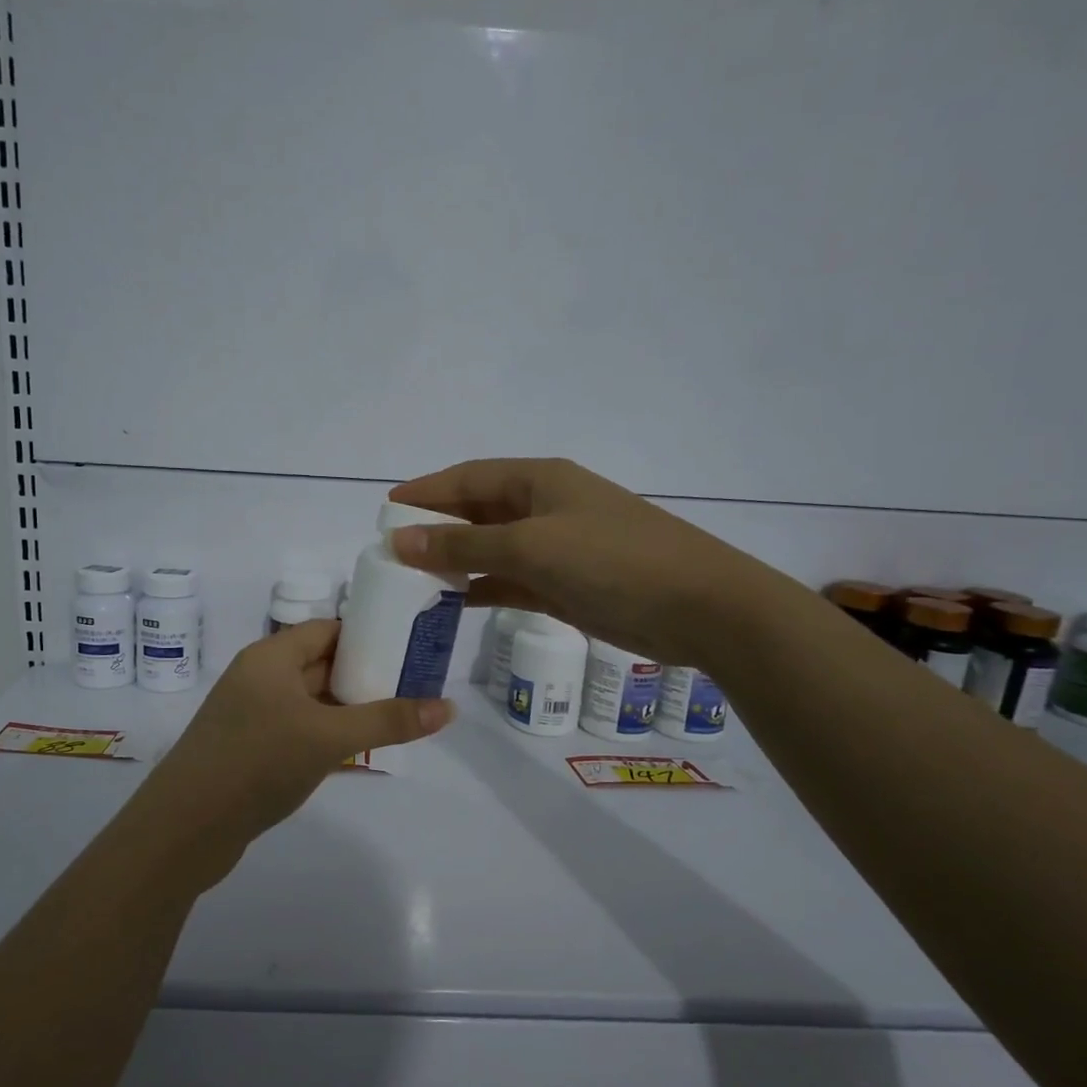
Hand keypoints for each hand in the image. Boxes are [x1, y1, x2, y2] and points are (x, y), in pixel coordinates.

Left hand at [129, 620, 452, 878]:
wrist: (185, 829)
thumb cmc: (258, 763)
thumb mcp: (329, 738)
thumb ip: (387, 720)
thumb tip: (448, 708)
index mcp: (270, 657)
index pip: (327, 629)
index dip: (368, 635)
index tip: (409, 647)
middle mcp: (259, 677)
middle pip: (320, 663)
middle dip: (364, 673)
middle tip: (414, 684)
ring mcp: (251, 715)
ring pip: (310, 700)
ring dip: (347, 707)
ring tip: (396, 715)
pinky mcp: (249, 748)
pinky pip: (297, 728)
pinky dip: (326, 733)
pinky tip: (356, 750)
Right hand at [388, 457, 764, 665]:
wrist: (701, 608)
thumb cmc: (613, 562)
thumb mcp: (531, 548)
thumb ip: (463, 546)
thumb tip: (399, 540)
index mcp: (539, 481)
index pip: (468, 477)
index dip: (426, 491)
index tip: (385, 510)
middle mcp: (545, 508)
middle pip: (477, 512)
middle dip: (436, 529)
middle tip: (391, 552)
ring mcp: (558, 548)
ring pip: (492, 550)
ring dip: (456, 562)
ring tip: (411, 581)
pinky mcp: (567, 586)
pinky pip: (511, 581)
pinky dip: (483, 589)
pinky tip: (454, 604)